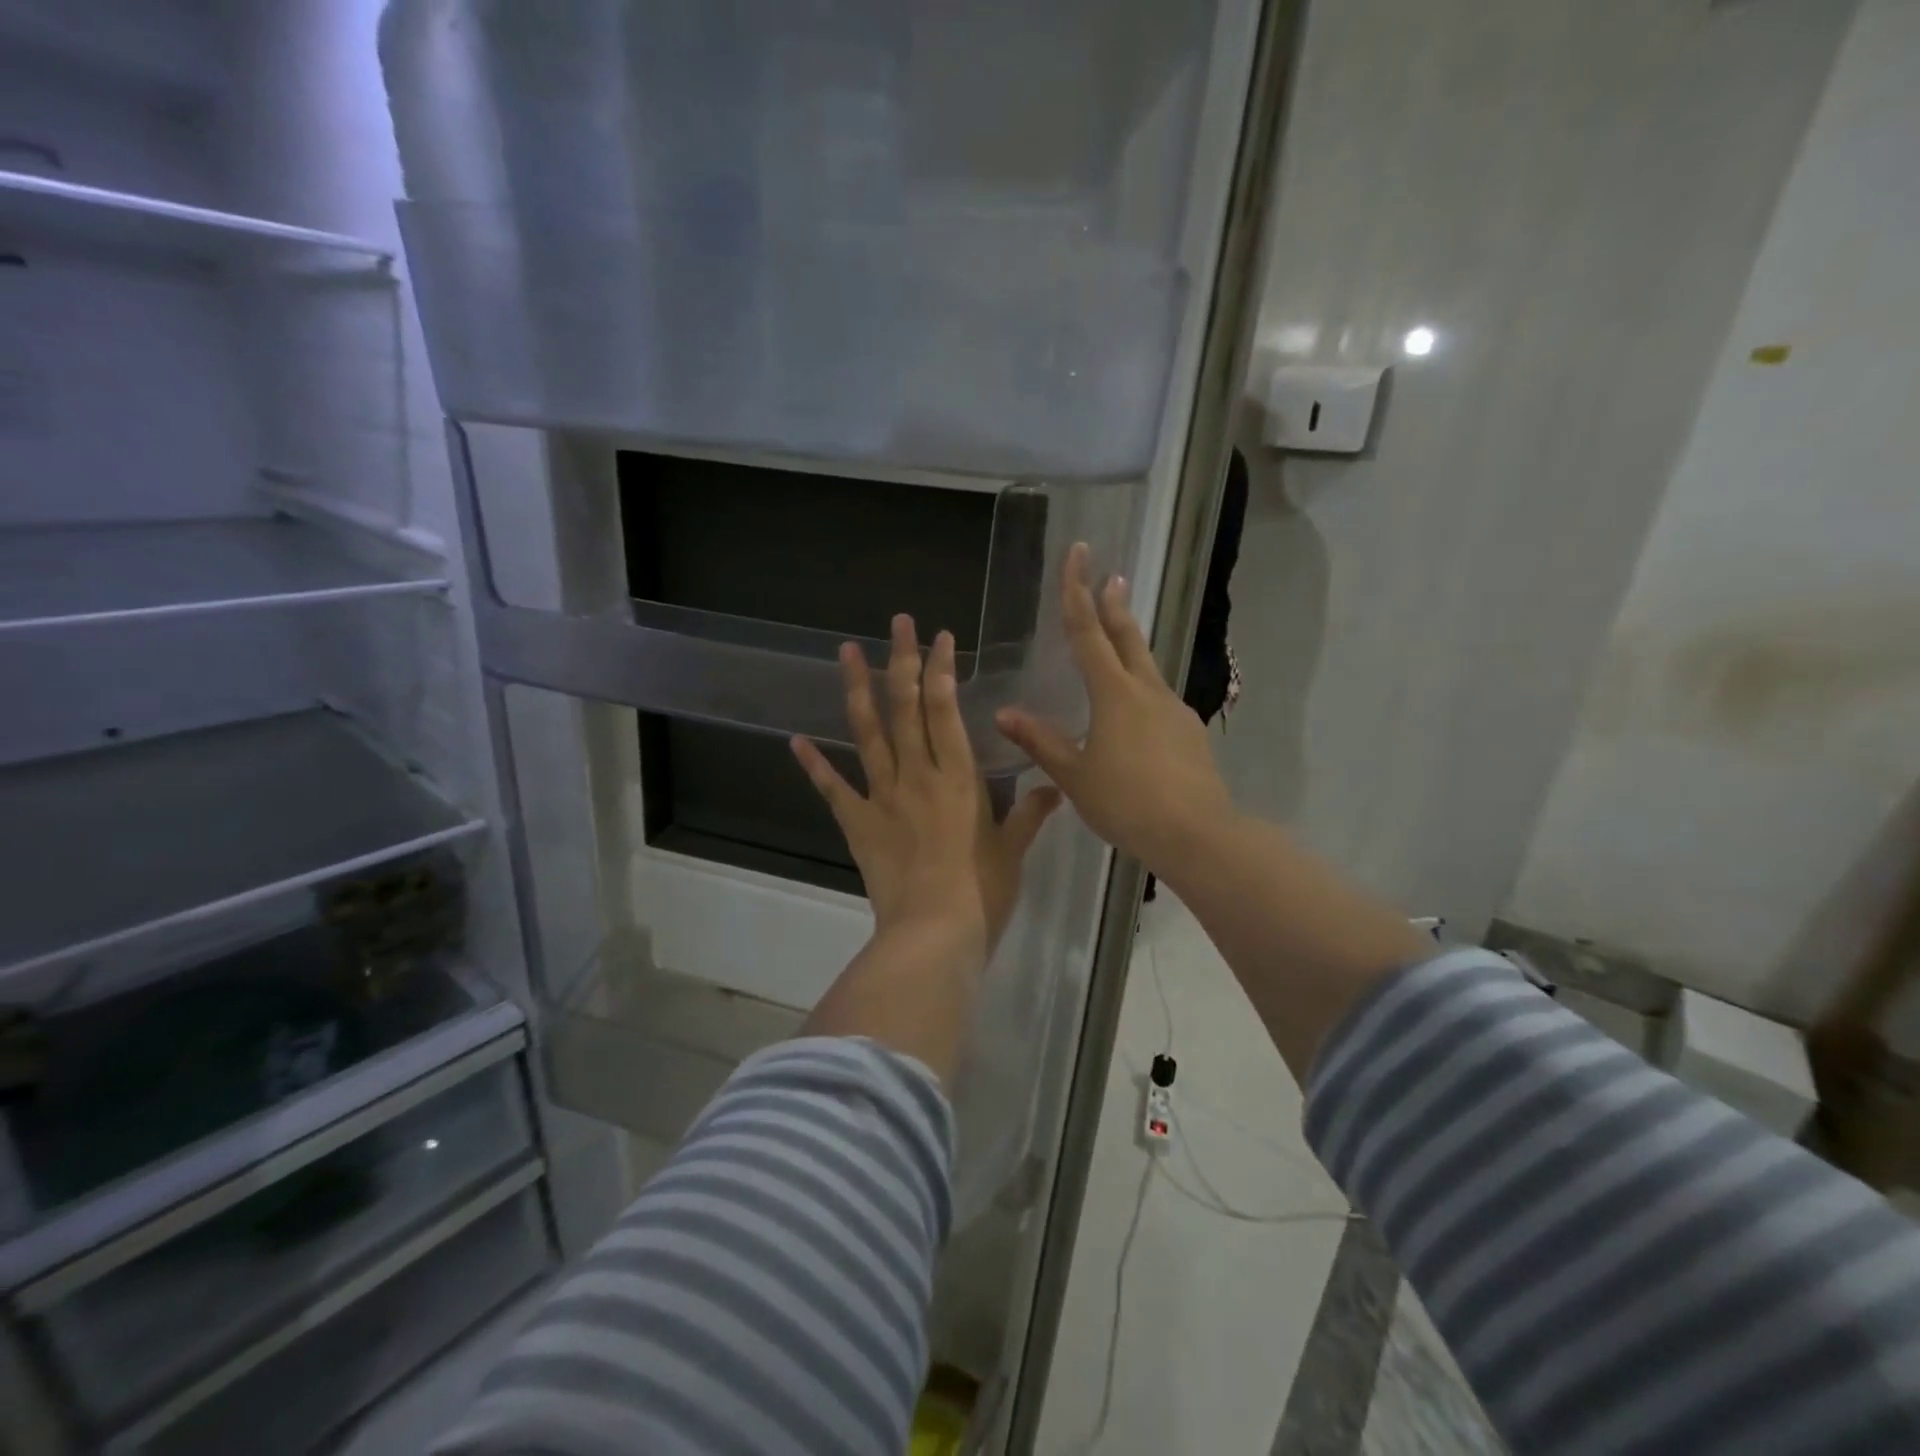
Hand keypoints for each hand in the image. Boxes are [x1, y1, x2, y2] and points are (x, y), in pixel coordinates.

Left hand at [791, 615, 1059, 953]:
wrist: (933, 934)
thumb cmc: (982, 893)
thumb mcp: (1013, 851)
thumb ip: (1030, 814)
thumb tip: (1055, 787)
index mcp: (958, 777)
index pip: (947, 710)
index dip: (942, 670)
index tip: (940, 638)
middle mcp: (918, 775)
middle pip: (906, 708)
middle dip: (903, 662)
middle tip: (897, 623)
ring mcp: (883, 797)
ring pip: (868, 734)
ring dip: (857, 690)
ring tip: (847, 652)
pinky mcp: (858, 823)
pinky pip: (833, 789)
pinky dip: (815, 765)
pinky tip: (798, 740)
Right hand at [995, 543, 1233, 875]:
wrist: (1196, 833)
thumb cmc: (1126, 801)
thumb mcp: (1074, 775)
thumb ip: (1040, 741)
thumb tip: (1004, 713)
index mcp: (1113, 694)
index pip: (1088, 631)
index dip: (1076, 591)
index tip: (1078, 553)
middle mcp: (1147, 691)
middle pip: (1127, 638)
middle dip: (1114, 604)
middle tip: (1111, 575)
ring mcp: (1174, 710)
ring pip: (1146, 669)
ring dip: (1130, 648)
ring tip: (1117, 646)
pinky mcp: (1190, 732)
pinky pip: (1159, 702)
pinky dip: (1141, 694)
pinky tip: (1136, 718)